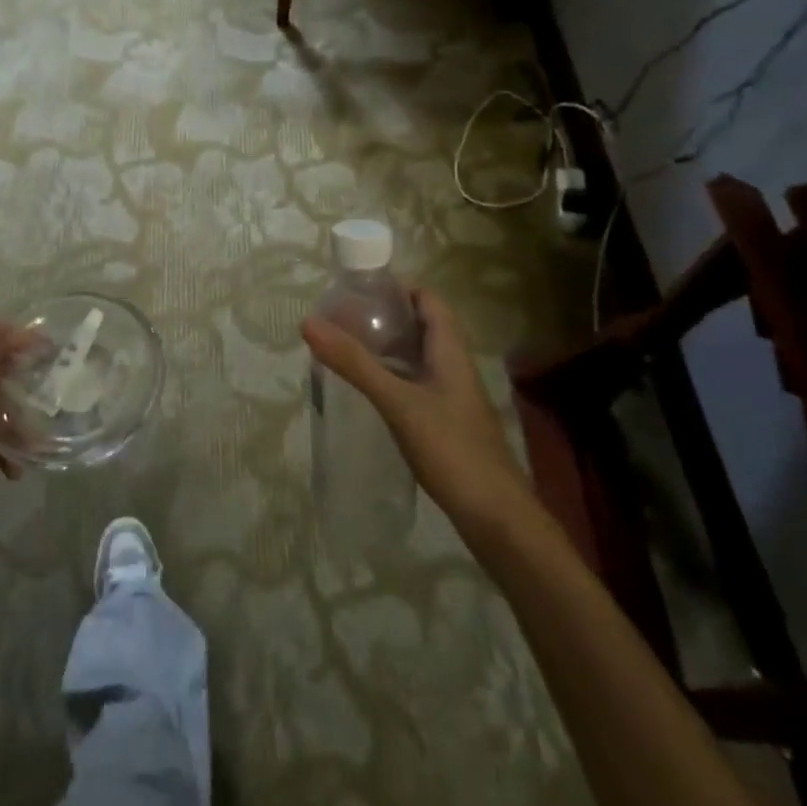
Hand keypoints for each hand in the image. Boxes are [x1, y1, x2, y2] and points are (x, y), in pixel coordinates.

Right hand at [302, 286, 533, 530]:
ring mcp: (452, 397)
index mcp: (451, 352)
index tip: (358, 287)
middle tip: (343, 317)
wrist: (496, 518)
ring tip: (347, 347)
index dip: (398, 287)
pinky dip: (391, 376)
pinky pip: (416, 384)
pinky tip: (368, 389)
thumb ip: (355, 363)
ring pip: (418, 357)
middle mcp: (454, 367)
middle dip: (385, 316)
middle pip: (422, 326)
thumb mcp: (398, 402)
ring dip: (387, 347)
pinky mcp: (446, 422)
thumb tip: (309, 322)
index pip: (429, 300)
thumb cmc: (451, 450)